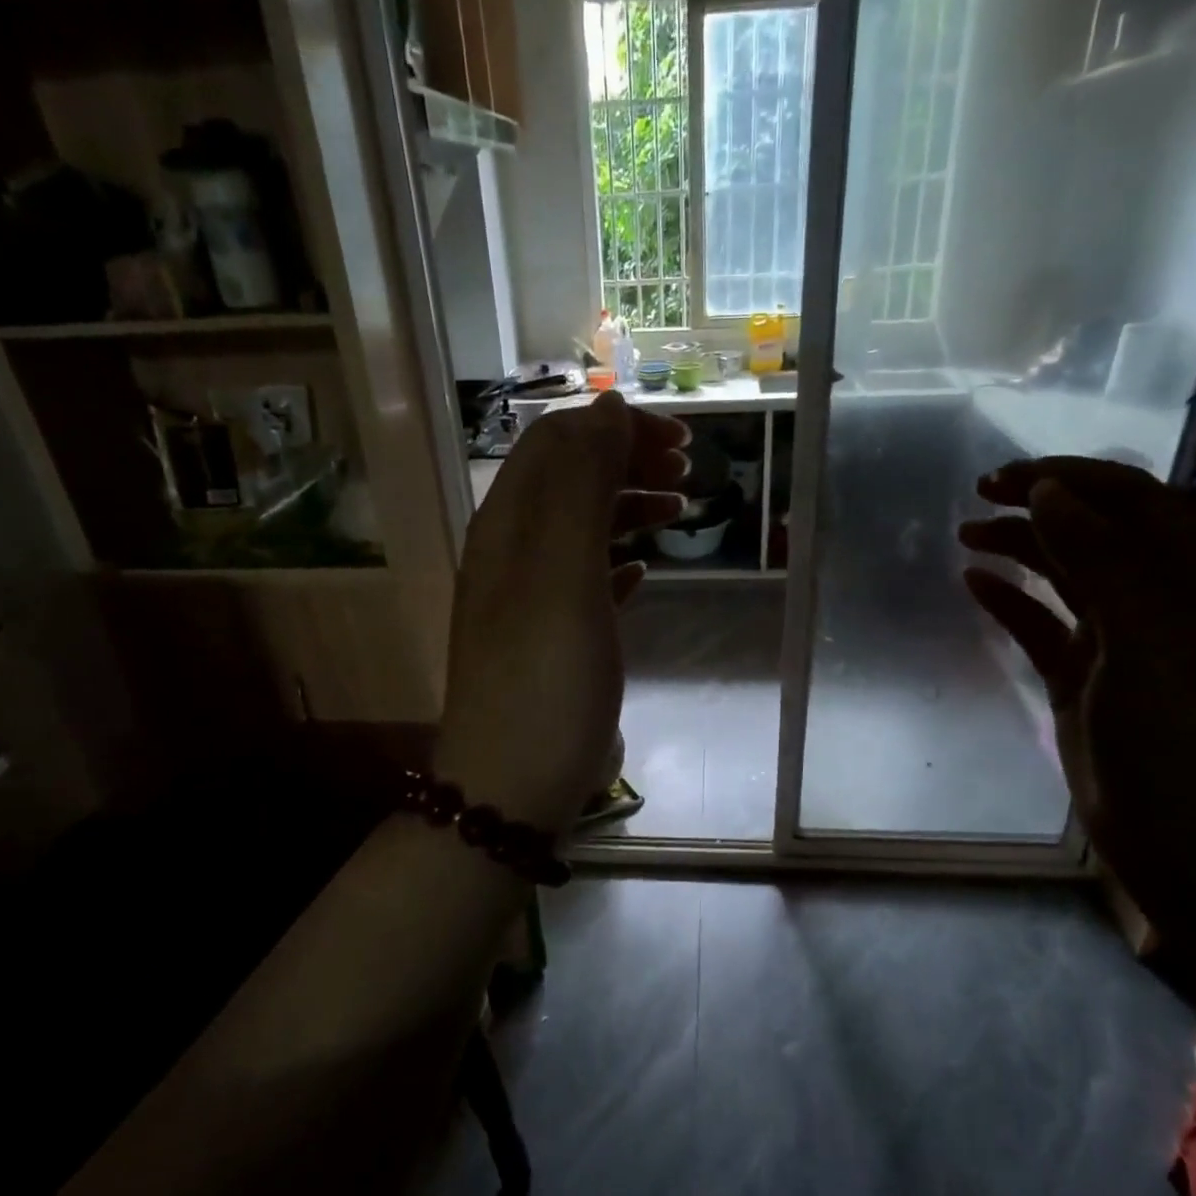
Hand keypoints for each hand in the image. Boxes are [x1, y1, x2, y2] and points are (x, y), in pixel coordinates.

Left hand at [436, 393, 688, 833]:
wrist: (514, 786)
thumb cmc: (545, 680)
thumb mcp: (563, 576)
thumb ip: (581, 488)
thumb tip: (606, 410)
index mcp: (507, 527)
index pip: (556, 442)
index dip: (615, 429)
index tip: (680, 443)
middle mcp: (511, 553)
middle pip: (569, 480)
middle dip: (627, 461)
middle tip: (688, 473)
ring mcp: (530, 600)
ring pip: (580, 529)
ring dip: (628, 507)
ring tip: (679, 512)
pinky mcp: (551, 640)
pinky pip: (586, 580)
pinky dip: (619, 562)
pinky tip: (645, 572)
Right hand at [958, 458, 1195, 904]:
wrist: (1177, 832)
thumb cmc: (1173, 731)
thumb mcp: (1142, 635)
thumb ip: (1099, 558)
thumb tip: (1047, 492)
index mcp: (1194, 579)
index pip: (1134, 502)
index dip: (1074, 479)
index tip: (1010, 477)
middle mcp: (1158, 599)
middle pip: (1096, 532)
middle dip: (1041, 506)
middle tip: (979, 495)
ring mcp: (1117, 641)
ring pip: (1065, 576)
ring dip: (1021, 548)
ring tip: (967, 533)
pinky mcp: (1081, 677)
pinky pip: (1042, 625)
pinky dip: (1010, 600)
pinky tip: (975, 584)